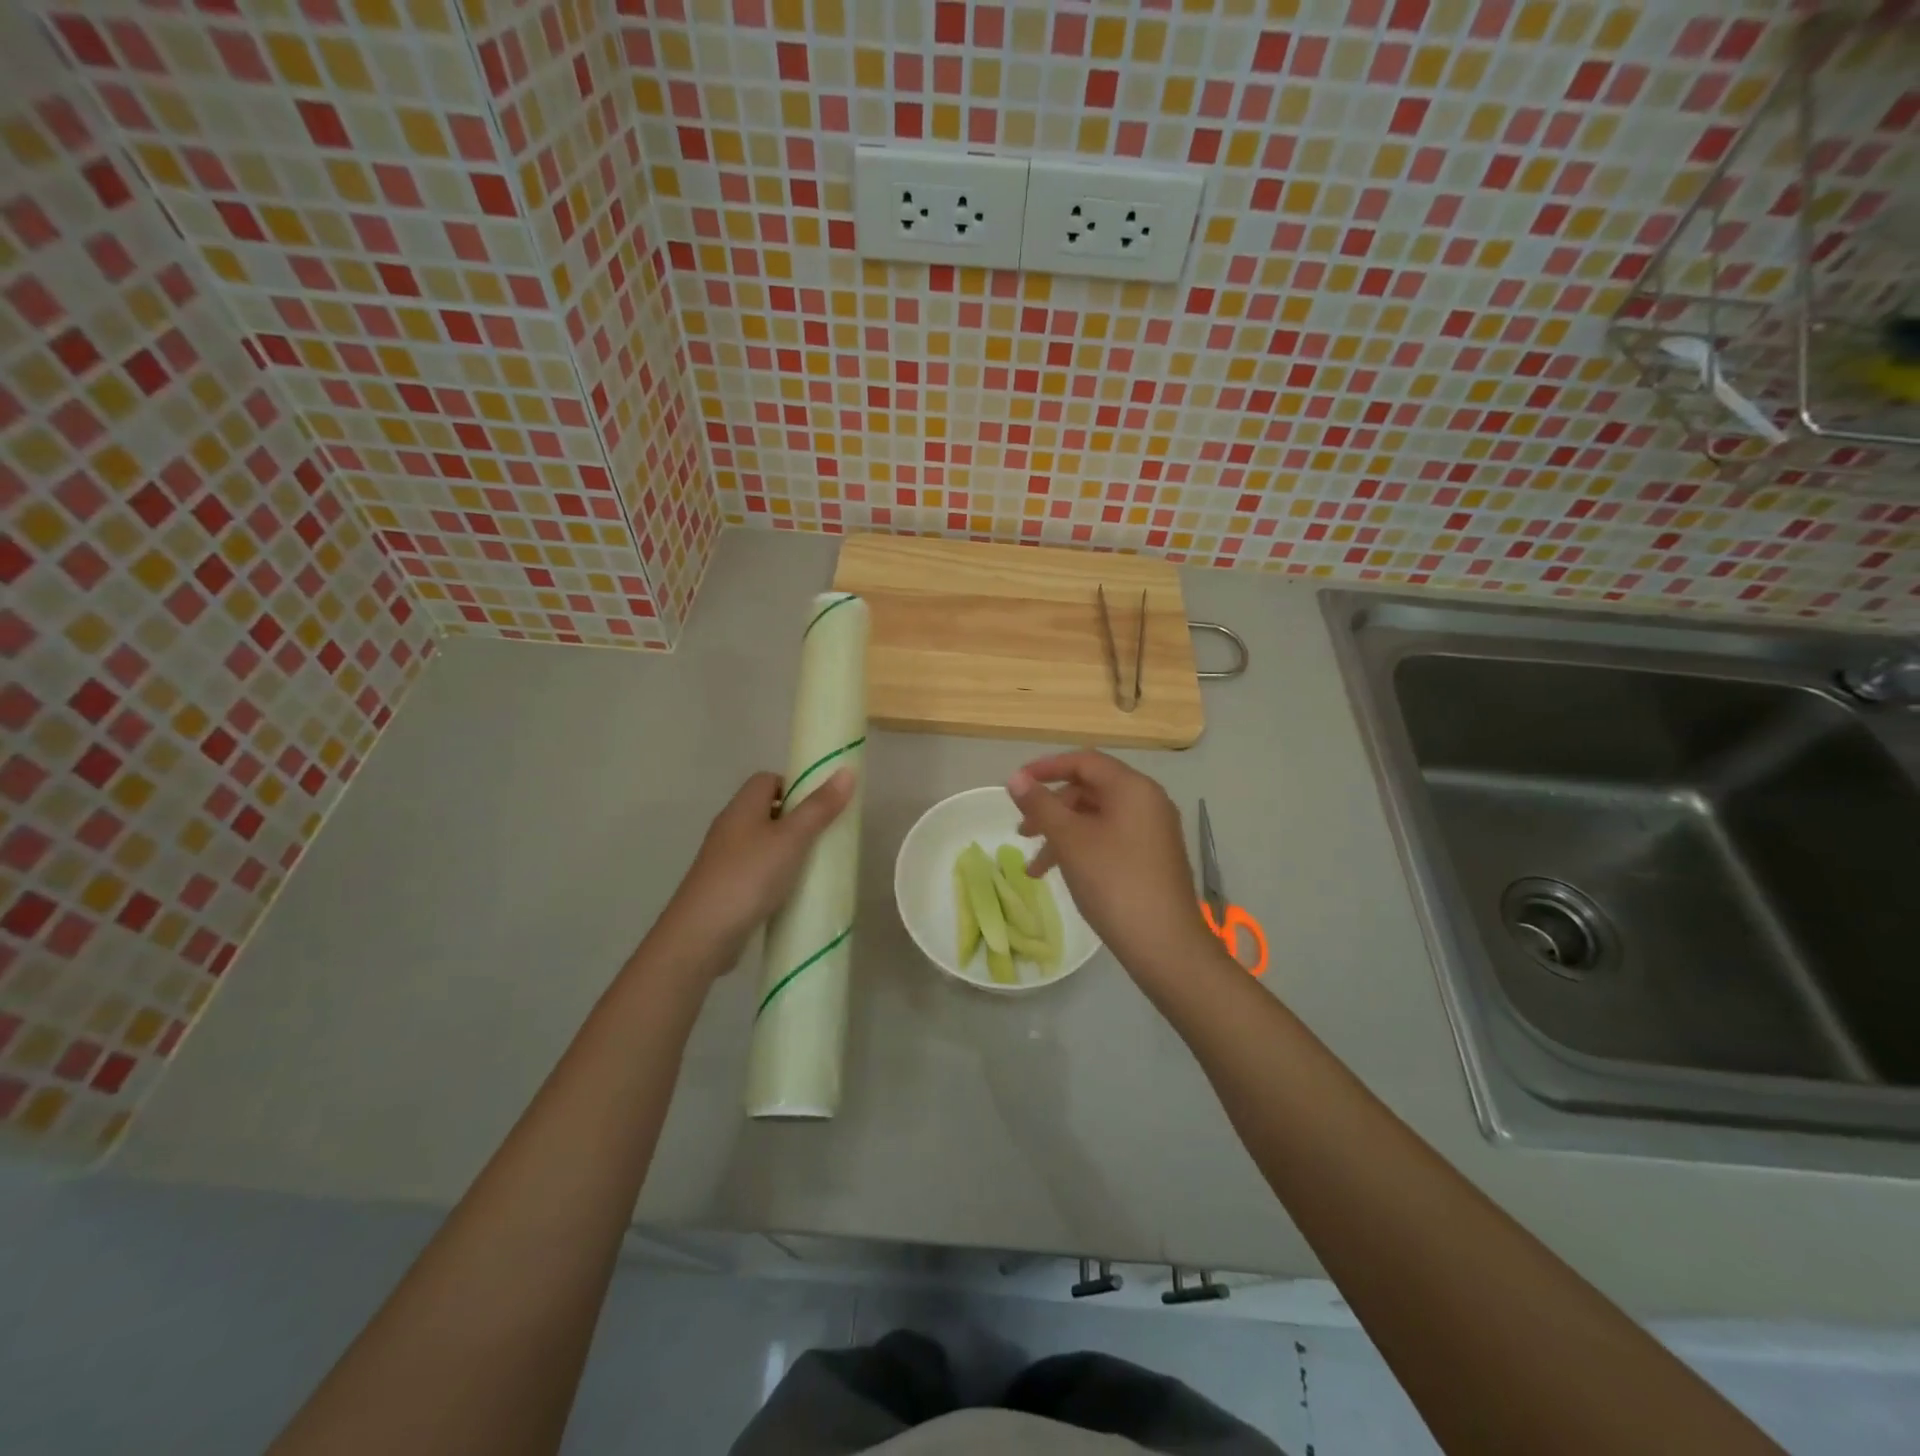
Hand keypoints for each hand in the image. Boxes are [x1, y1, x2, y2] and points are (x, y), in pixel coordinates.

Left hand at [657, 768, 854, 975]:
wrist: (702, 935)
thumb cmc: (749, 876)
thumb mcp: (791, 839)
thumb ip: (819, 807)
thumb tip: (847, 771)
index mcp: (742, 807)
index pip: (768, 779)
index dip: (795, 785)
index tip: (821, 805)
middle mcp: (730, 827)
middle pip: (766, 810)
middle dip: (797, 820)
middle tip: (825, 835)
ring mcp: (725, 859)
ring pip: (763, 842)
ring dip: (788, 850)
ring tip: (815, 864)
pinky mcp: (725, 887)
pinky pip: (757, 870)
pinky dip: (776, 875)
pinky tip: (792, 891)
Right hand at [1007, 751, 1216, 978]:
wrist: (1164, 943)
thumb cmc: (1114, 882)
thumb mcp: (1069, 840)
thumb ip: (1040, 805)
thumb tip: (1015, 778)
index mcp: (1132, 788)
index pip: (1085, 761)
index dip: (1047, 768)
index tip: (1016, 784)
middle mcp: (1148, 801)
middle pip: (1090, 790)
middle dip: (1052, 808)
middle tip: (1023, 831)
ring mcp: (1153, 830)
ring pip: (1097, 818)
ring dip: (1062, 834)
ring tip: (1035, 866)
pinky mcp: (1153, 857)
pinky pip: (1110, 838)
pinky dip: (1082, 848)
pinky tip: (1060, 875)